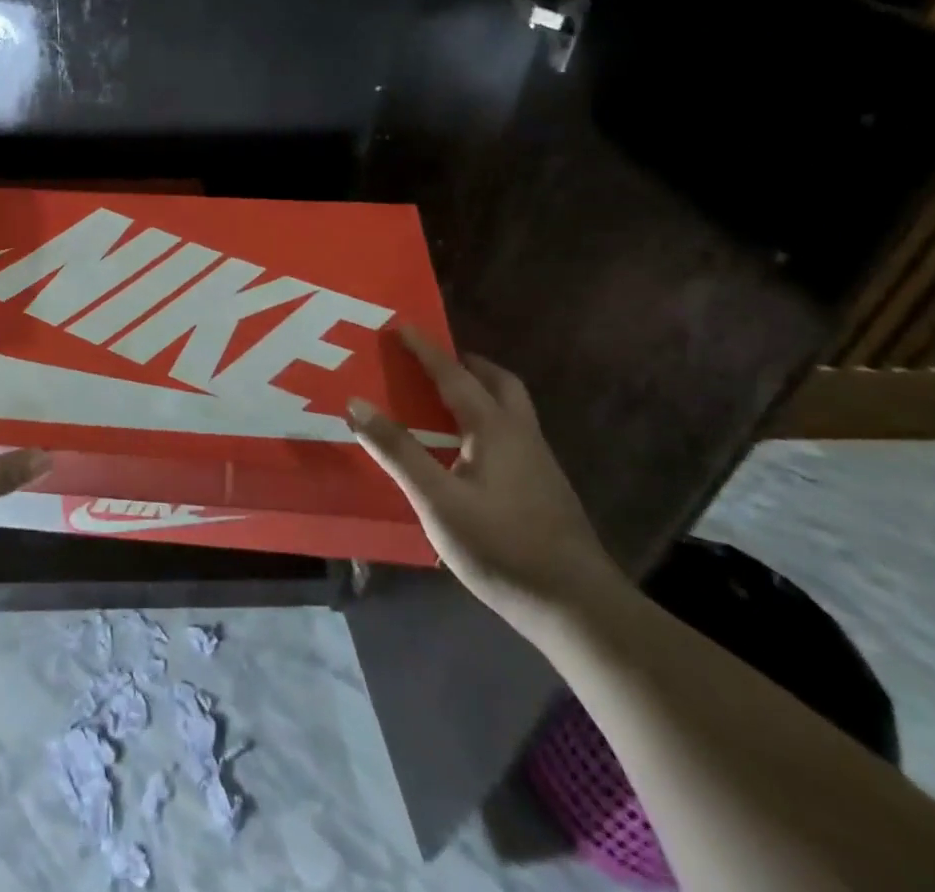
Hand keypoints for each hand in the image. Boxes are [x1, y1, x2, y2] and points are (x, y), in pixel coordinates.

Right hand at [347, 329, 624, 636]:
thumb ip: (397, 450)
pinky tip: (468, 452)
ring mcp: (539, 464)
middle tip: (434, 361)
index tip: (401, 326)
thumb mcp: (436, 500)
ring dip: (480, 391)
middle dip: (465, 364)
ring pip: (510, 409)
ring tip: (445, 401)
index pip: (454, 375)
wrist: (577, 608)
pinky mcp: (545, 490)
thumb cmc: (501, 546)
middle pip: (498, 382)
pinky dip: (487, 422)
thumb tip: (356, 403)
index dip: (425, 350)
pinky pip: (512, 435)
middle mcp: (521, 435)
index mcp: (494, 428)